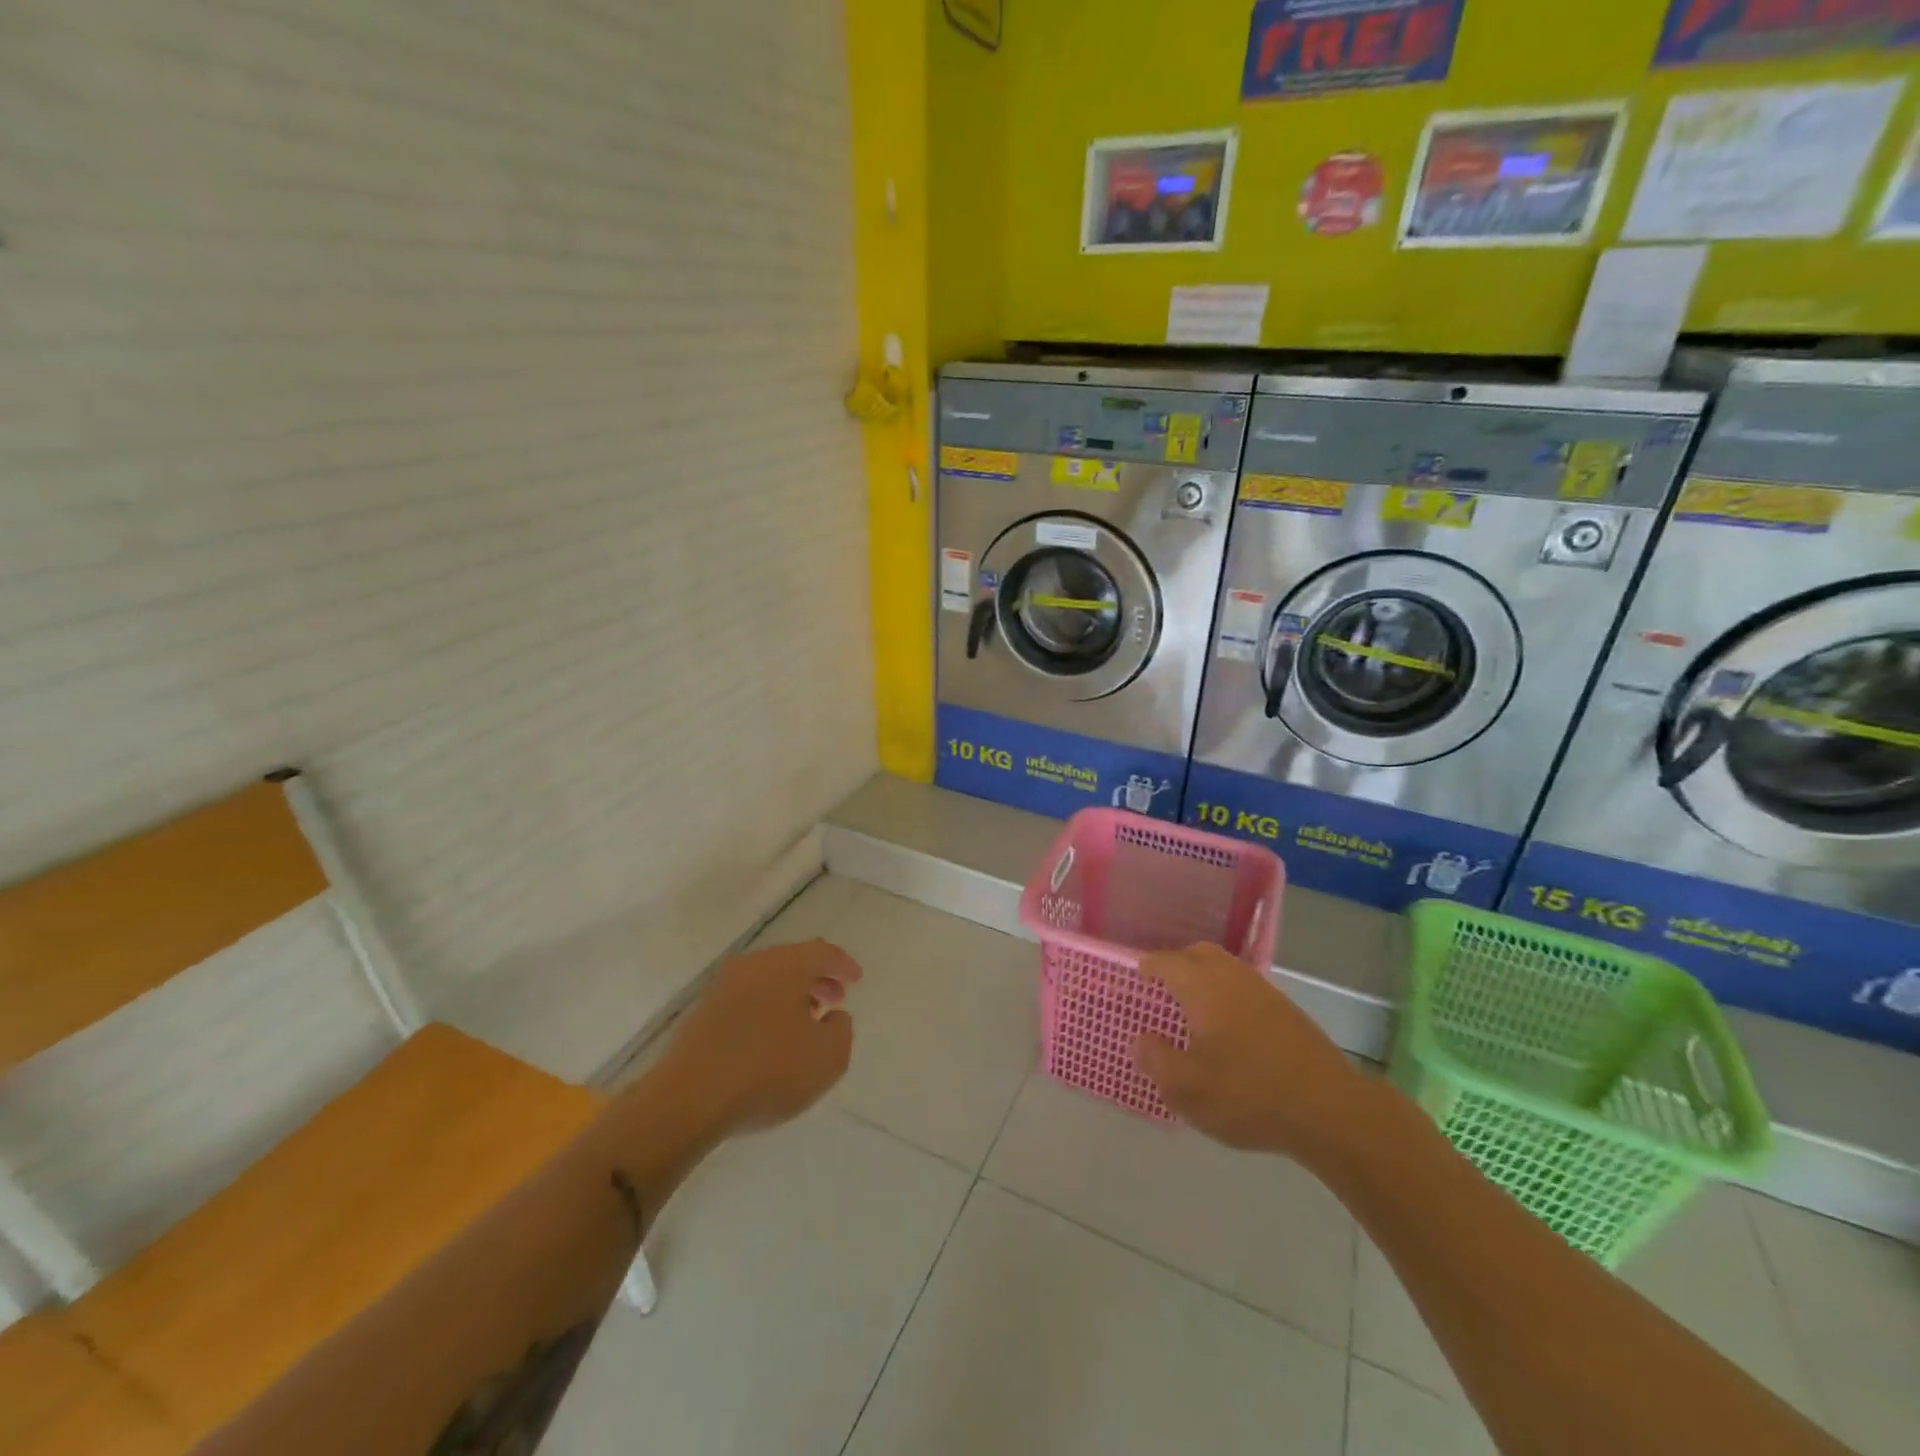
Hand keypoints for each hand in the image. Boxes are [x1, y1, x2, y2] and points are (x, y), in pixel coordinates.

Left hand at [658, 939, 860, 1137]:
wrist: (688, 1099)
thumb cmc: (768, 1072)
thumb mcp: (828, 1058)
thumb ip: (842, 1031)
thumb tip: (834, 1016)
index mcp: (787, 965)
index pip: (823, 952)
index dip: (843, 964)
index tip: (856, 980)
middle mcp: (754, 965)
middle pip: (793, 961)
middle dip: (817, 978)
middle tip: (835, 1000)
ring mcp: (723, 986)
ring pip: (767, 979)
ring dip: (790, 994)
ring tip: (805, 1023)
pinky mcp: (703, 1011)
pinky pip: (746, 998)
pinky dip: (766, 1008)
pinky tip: (770, 1038)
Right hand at [1133, 943, 1371, 1159]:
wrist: (1330, 1110)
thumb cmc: (1248, 1094)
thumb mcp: (1186, 1088)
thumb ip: (1155, 1059)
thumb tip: (1141, 1039)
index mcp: (1202, 987)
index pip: (1167, 962)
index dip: (1149, 967)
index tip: (1138, 976)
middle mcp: (1232, 978)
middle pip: (1200, 954)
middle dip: (1178, 963)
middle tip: (1163, 986)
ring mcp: (1264, 992)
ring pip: (1226, 968)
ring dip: (1205, 977)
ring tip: (1193, 1006)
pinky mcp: (1287, 1011)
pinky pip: (1246, 987)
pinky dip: (1228, 993)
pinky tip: (1229, 1026)